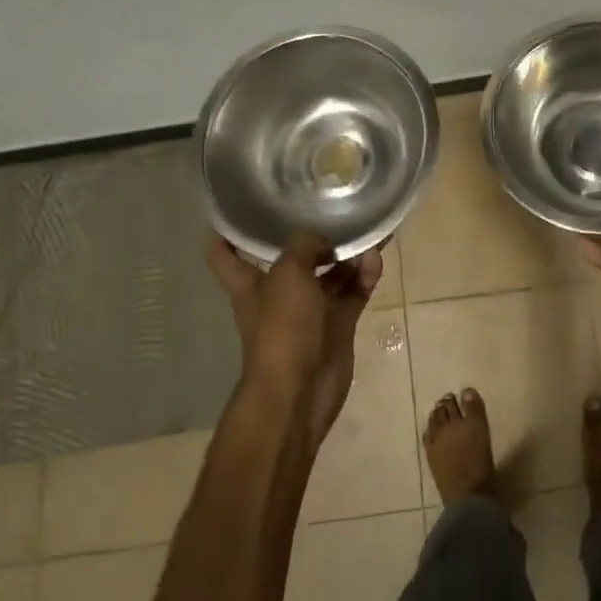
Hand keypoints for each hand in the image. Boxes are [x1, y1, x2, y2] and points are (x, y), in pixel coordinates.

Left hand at [209, 232, 382, 445]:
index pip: (225, 255)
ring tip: (366, 236)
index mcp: (250, 283)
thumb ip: (304, 245)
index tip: (236, 210)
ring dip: (346, 256)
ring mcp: (309, 311)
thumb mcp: (288, 273)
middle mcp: (278, 295)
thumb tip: (322, 241)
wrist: (301, 390)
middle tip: (332, 211)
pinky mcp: (337, 325)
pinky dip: (364, 276)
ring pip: (329, 274)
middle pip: (292, 260)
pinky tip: (375, 260)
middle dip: (310, 239)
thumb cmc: (282, 327)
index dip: (226, 233)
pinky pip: (353, 292)